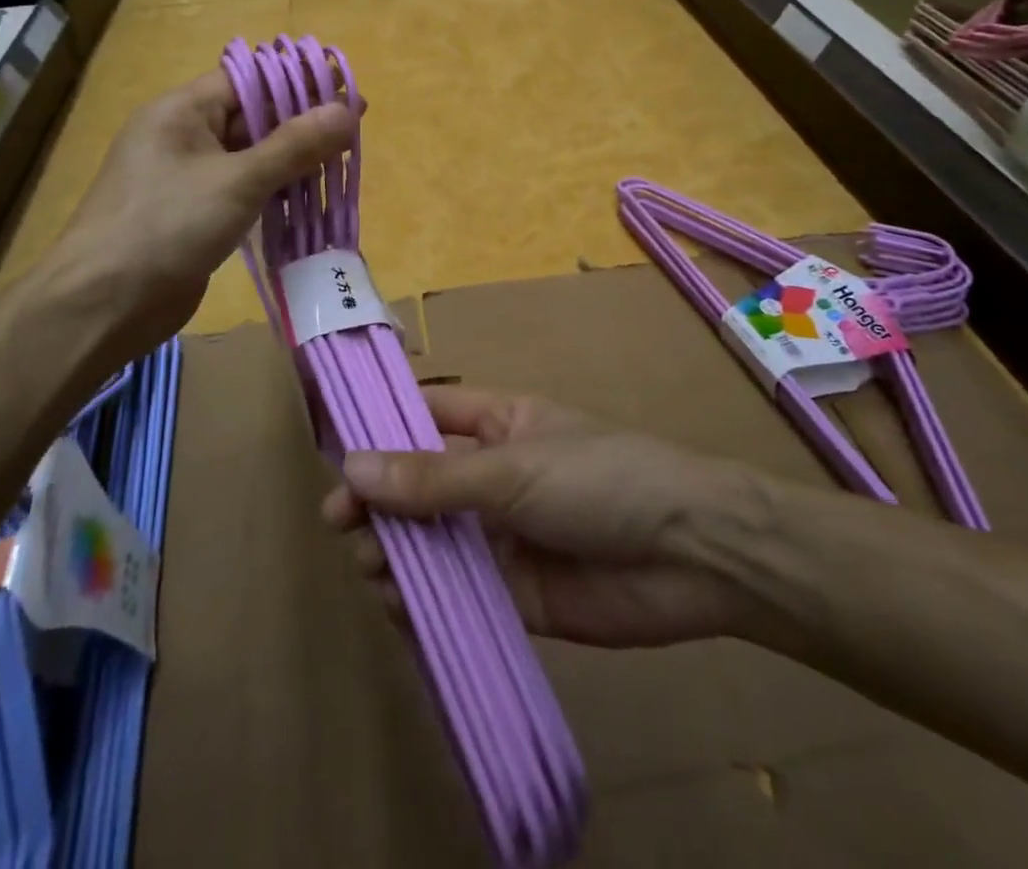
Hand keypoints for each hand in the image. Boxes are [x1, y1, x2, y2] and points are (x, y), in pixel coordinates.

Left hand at [47, 69, 353, 355]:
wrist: (103, 304)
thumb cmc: (167, 226)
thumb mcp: (237, 180)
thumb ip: (294, 145)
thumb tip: (348, 110)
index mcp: (181, 110)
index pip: (248, 80)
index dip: (298, 83)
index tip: (346, 92)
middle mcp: (182, 136)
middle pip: (251, 117)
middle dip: (301, 123)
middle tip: (353, 131)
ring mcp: (185, 177)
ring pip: (249, 156)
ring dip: (291, 160)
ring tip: (340, 163)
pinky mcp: (193, 214)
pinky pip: (241, 190)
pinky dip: (273, 191)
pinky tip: (306, 198)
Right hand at [322, 388, 746, 647]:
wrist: (693, 556)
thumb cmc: (600, 480)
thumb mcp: (512, 469)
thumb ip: (433, 478)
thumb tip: (352, 466)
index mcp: (497, 425)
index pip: (425, 417)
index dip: (380, 431)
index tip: (334, 457)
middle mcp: (492, 477)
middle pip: (418, 484)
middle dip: (379, 502)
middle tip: (343, 526)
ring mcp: (500, 537)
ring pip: (431, 542)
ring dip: (395, 553)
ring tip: (374, 567)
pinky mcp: (514, 595)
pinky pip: (456, 595)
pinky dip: (424, 604)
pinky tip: (401, 610)